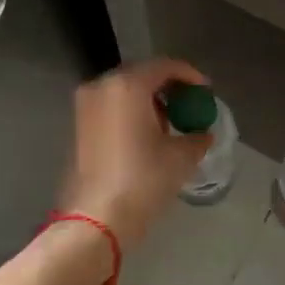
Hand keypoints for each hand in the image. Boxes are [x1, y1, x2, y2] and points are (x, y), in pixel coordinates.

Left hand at [57, 58, 211, 250]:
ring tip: (172, 125)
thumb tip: (203, 134)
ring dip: (149, 102)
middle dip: (168, 89)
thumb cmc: (143, 180)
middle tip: (190, 107)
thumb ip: (197, 137)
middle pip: (142, 76)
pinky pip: (111, 109)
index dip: (190, 76)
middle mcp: (102, 87)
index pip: (164, 66)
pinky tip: (148, 137)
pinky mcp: (79, 127)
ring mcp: (85, 107)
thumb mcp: (181, 157)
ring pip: (124, 93)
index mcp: (128, 86)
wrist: (97, 218)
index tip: (206, 92)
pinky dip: (132, 115)